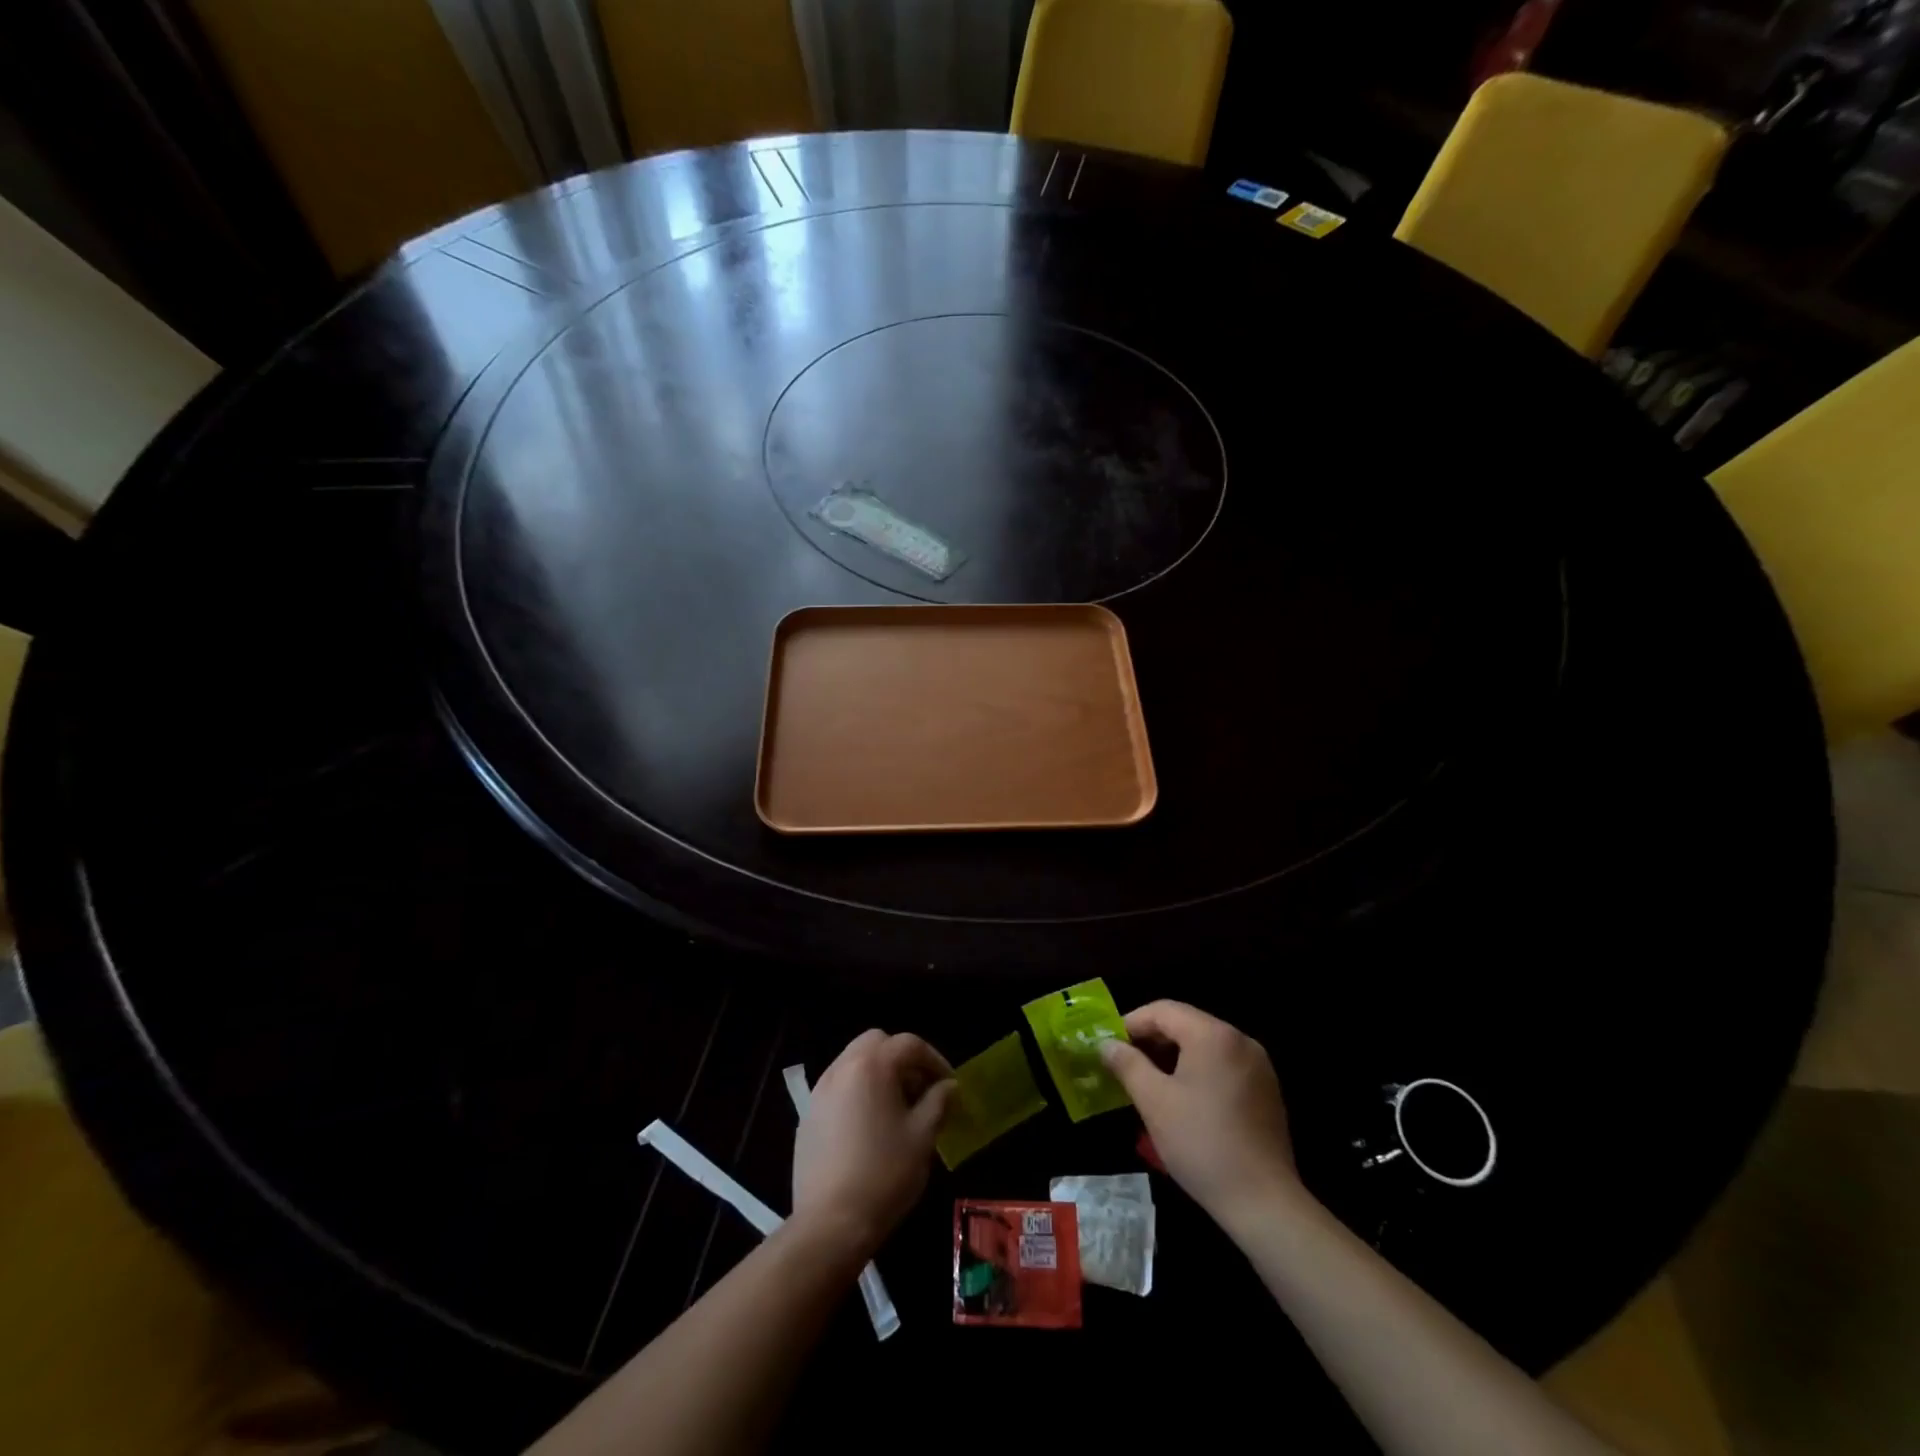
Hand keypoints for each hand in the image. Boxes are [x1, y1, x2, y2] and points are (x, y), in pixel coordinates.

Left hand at [792, 1030, 955, 1259]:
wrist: (830, 1223)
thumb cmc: (885, 1174)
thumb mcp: (923, 1136)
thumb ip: (938, 1101)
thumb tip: (949, 1086)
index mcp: (872, 1065)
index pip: (909, 1044)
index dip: (934, 1059)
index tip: (949, 1084)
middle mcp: (842, 1068)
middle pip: (876, 1043)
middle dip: (902, 1059)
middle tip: (921, 1088)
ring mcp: (820, 1091)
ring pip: (854, 1062)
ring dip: (879, 1073)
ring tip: (898, 1108)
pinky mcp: (808, 1116)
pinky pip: (838, 1087)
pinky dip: (858, 1092)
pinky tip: (870, 1127)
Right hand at [1099, 1001, 1304, 1229]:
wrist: (1264, 1203)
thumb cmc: (1201, 1143)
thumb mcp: (1154, 1101)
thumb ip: (1127, 1064)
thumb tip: (1106, 1044)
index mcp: (1213, 1035)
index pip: (1163, 1010)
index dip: (1131, 1023)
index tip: (1110, 1046)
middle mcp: (1240, 1040)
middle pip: (1186, 1024)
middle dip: (1152, 1041)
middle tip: (1124, 1065)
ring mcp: (1258, 1066)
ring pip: (1205, 1046)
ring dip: (1174, 1057)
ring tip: (1149, 1083)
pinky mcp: (1266, 1091)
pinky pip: (1223, 1066)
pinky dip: (1198, 1072)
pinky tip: (1183, 1100)